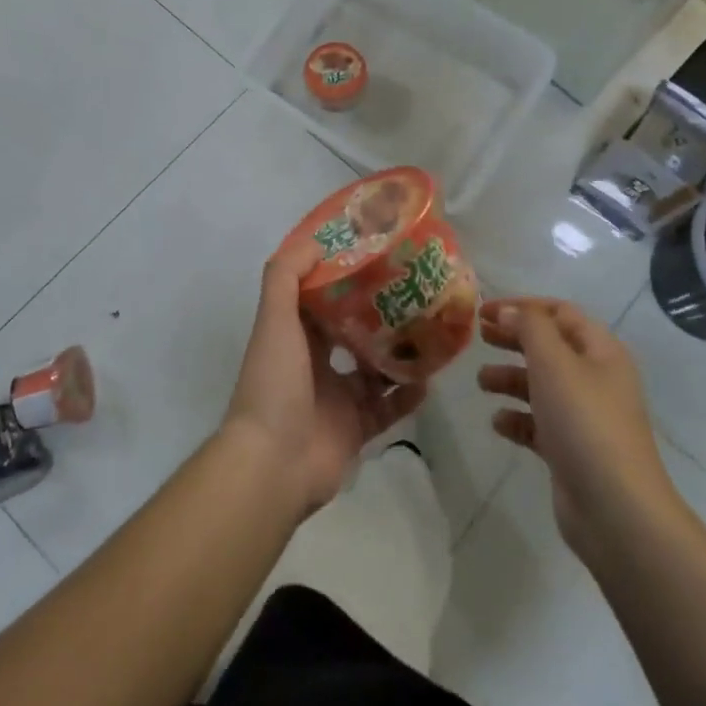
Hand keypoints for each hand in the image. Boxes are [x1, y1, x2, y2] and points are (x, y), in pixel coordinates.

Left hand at [222, 236, 427, 516]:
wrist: (273, 465)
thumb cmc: (273, 383)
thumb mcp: (274, 319)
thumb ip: (286, 275)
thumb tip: (316, 240)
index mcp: (295, 335)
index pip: (322, 297)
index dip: (344, 275)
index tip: (376, 254)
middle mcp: (316, 363)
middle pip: (353, 330)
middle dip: (380, 312)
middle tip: (415, 290)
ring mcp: (338, 398)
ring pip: (376, 369)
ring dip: (400, 352)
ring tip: (432, 330)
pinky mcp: (357, 429)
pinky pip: (389, 407)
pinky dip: (409, 395)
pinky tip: (430, 379)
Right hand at [477, 298, 679, 558]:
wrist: (616, 509)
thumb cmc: (585, 422)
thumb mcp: (554, 362)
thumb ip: (529, 328)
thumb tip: (509, 311)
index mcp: (600, 351)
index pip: (559, 312)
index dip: (522, 306)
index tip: (484, 311)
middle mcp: (595, 378)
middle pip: (549, 347)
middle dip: (513, 339)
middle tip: (479, 337)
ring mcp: (584, 417)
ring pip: (541, 385)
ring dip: (510, 379)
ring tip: (482, 382)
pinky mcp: (571, 450)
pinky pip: (539, 423)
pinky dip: (517, 418)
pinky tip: (498, 422)